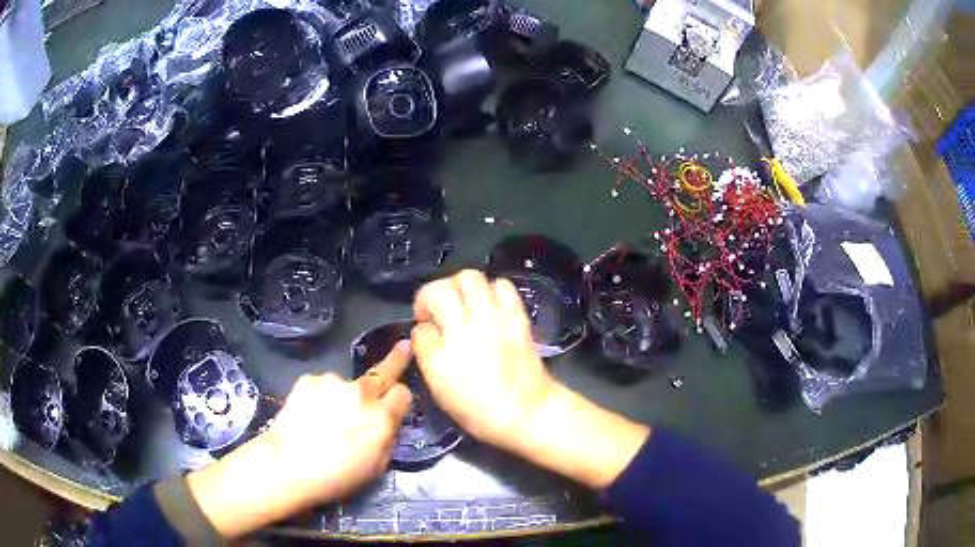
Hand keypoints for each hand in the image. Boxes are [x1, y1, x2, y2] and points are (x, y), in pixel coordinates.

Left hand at [187, 343, 411, 538]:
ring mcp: (333, 382)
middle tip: (402, 346)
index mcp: (382, 418)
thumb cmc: (336, 477)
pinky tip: (308, 414)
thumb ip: (388, 438)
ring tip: (324, 419)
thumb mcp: (376, 467)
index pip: (403, 393)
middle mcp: (362, 393)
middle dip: (395, 360)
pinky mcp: (309, 379)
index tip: (396, 400)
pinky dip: (320, 396)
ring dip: (344, 396)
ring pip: (347, 385)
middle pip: (384, 371)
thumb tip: (388, 422)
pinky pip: (323, 386)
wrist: (288, 465)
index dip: (399, 399)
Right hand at [411, 270, 555, 453]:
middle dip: (435, 294)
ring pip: (470, 278)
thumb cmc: (479, 411)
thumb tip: (425, 330)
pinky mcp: (516, 316)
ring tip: (465, 304)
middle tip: (440, 310)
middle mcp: (465, 327)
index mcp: (442, 352)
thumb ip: (427, 354)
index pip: (420, 323)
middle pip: (441, 288)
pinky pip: (502, 287)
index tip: (426, 331)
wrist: (527, 411)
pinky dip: (492, 290)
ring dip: (462, 287)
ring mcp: (493, 318)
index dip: (421, 323)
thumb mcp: (440, 390)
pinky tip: (491, 307)